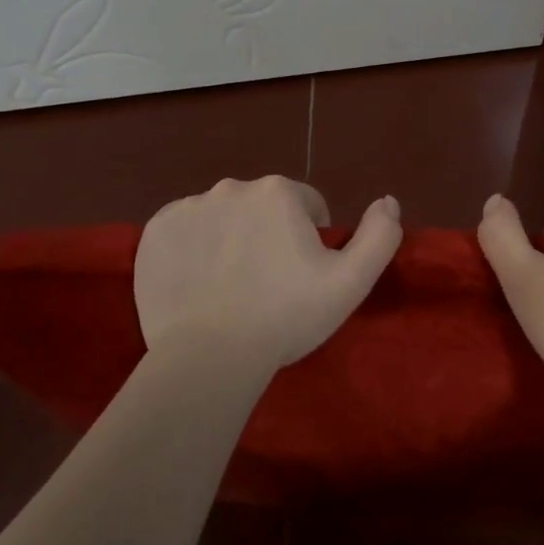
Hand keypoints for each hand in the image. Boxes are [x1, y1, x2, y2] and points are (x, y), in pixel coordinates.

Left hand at [135, 176, 401, 375]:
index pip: (307, 206)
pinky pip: (185, 231)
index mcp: (279, 192)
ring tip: (231, 288)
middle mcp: (232, 187)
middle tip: (268, 284)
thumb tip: (388, 200)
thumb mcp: (350, 282)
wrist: (209, 357)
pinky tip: (199, 284)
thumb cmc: (286, 317)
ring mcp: (188, 207)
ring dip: (232, 240)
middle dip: (269, 235)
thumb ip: (380, 235)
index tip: (302, 276)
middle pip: (263, 208)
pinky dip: (194, 249)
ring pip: (223, 217)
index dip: (311, 240)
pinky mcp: (155, 231)